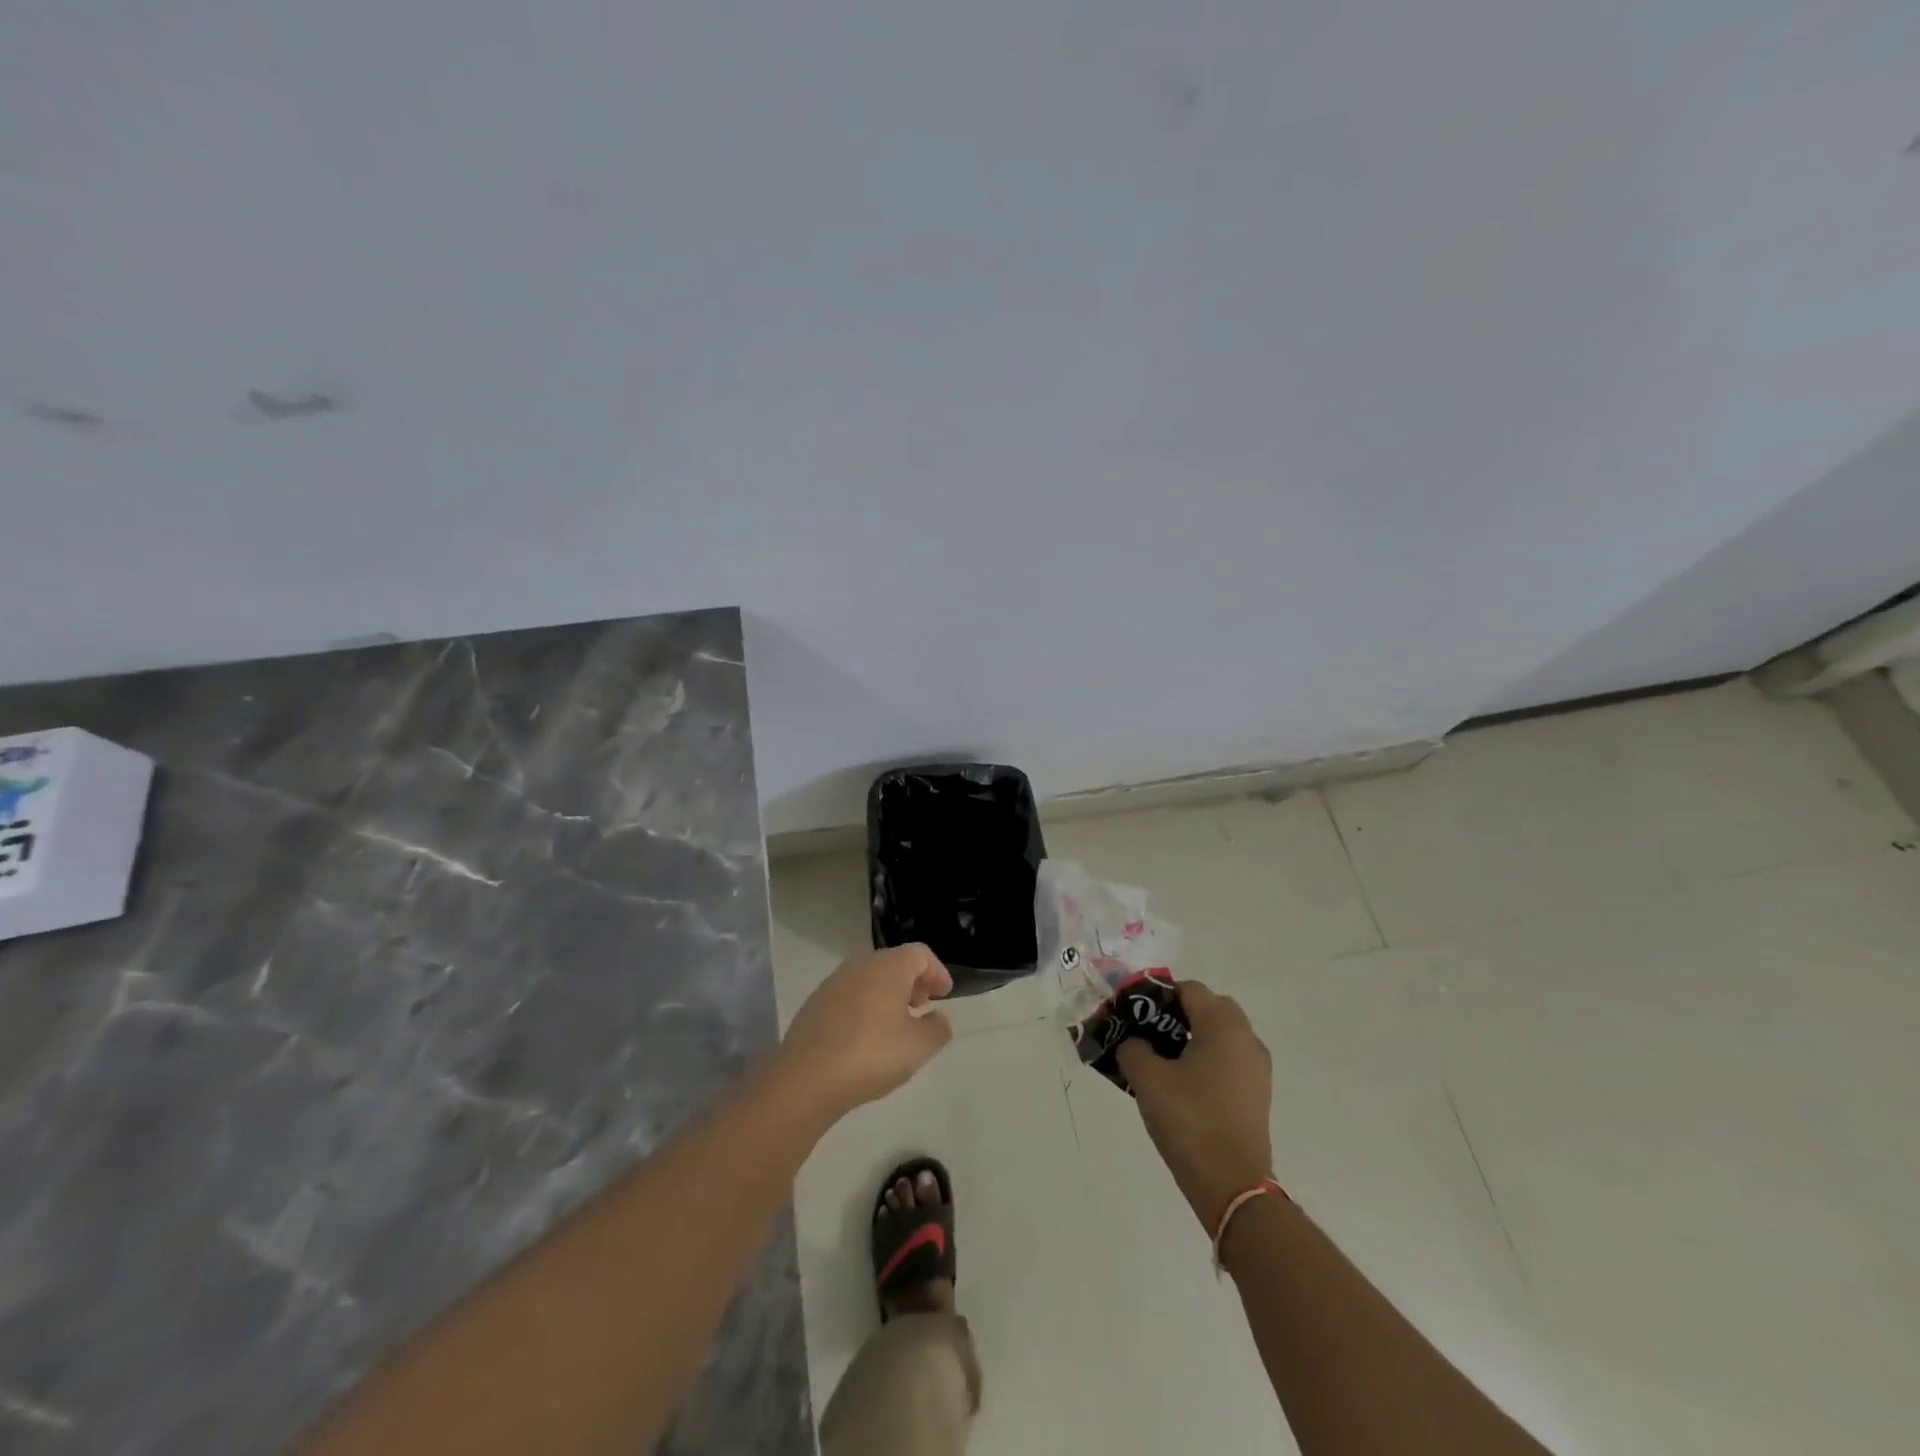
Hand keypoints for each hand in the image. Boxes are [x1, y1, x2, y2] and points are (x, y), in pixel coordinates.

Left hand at [774, 945, 954, 1121]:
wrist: (806, 1078)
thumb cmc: (872, 1054)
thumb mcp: (920, 1047)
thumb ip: (938, 1028)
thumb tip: (936, 1018)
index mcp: (889, 966)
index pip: (920, 954)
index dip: (937, 971)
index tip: (945, 995)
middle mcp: (860, 965)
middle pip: (894, 962)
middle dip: (913, 982)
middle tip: (923, 1006)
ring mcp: (833, 983)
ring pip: (870, 978)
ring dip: (888, 994)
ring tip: (896, 1024)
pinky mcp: (815, 1004)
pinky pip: (850, 996)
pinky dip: (865, 1006)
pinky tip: (867, 1036)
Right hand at [1117, 981, 1272, 1229]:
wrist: (1232, 1186)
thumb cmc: (1189, 1121)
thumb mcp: (1147, 1079)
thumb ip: (1133, 1048)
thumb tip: (1134, 1042)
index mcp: (1223, 1026)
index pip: (1189, 989)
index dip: (1158, 995)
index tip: (1134, 1013)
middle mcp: (1246, 1039)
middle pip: (1209, 1008)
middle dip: (1178, 1014)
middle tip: (1149, 1033)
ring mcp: (1257, 1068)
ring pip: (1221, 1035)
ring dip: (1193, 1037)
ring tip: (1162, 1061)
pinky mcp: (1257, 1094)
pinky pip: (1229, 1059)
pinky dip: (1207, 1060)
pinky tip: (1183, 1085)